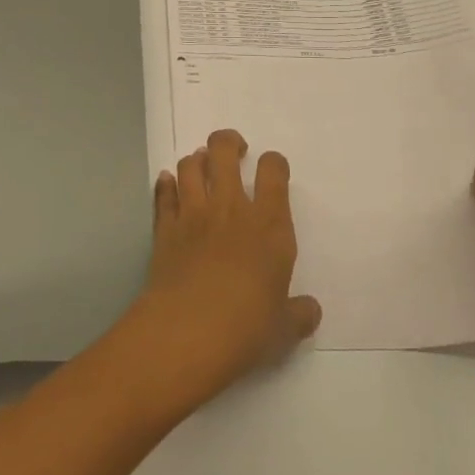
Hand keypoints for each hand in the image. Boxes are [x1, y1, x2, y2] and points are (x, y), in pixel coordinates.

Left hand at [122, 129, 320, 410]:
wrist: (188, 332)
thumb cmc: (247, 327)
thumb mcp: (284, 329)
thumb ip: (299, 314)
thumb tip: (310, 310)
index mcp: (269, 225)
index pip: (274, 172)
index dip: (274, 163)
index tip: (273, 169)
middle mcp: (231, 208)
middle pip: (224, 152)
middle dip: (228, 142)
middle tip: (234, 150)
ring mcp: (193, 214)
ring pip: (189, 165)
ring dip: (196, 160)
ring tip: (201, 166)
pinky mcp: (164, 228)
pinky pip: (163, 194)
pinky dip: (165, 185)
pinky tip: (168, 184)